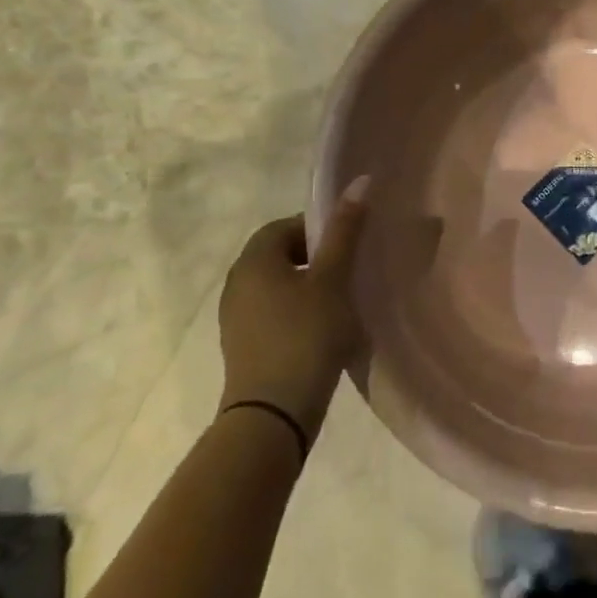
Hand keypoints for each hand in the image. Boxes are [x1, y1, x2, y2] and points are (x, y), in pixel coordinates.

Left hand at [217, 177, 369, 437]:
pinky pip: (273, 315)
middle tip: (349, 273)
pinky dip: (297, 315)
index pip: (286, 226)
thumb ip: (345, 230)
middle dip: (316, 259)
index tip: (349, 245)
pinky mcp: (243, 348)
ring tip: (341, 304)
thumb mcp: (333, 279)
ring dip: (308, 289)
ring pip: (278, 287)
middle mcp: (237, 283)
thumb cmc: (306, 335)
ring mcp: (236, 318)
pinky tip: (323, 334)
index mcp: (254, 260)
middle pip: (280, 255)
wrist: (273, 416)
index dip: (319, 229)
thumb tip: (360, 181)